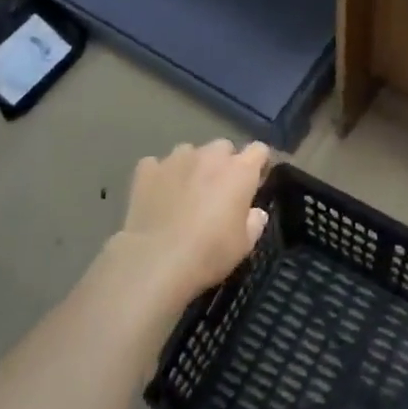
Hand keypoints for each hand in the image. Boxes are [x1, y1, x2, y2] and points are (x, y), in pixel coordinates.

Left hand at [115, 140, 270, 310]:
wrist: (154, 261)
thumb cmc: (208, 253)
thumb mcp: (243, 246)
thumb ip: (254, 222)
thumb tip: (255, 212)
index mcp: (239, 171)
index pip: (259, 150)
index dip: (259, 163)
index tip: (255, 181)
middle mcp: (210, 156)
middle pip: (223, 147)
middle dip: (223, 164)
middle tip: (217, 191)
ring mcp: (176, 158)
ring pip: (190, 152)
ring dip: (192, 166)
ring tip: (184, 192)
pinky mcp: (147, 168)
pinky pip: (158, 164)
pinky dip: (160, 176)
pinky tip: (157, 196)